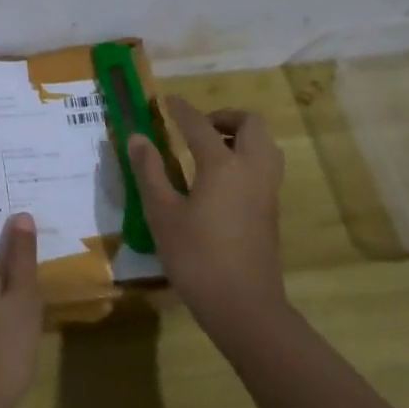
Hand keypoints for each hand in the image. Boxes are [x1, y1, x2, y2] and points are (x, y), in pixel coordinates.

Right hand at [128, 97, 287, 335]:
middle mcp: (252, 170)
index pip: (200, 125)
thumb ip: (150, 172)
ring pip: (264, 145)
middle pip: (250, 125)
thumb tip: (138, 138)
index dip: (181, 110)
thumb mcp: (162, 214)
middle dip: (224, 117)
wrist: (244, 306)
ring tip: (209, 150)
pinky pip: (264, 167)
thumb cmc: (197, 257)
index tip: (167, 100)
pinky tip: (219, 180)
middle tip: (198, 127)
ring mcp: (267, 191)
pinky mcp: (271, 211)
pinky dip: (246, 158)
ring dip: (240, 137)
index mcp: (223, 166)